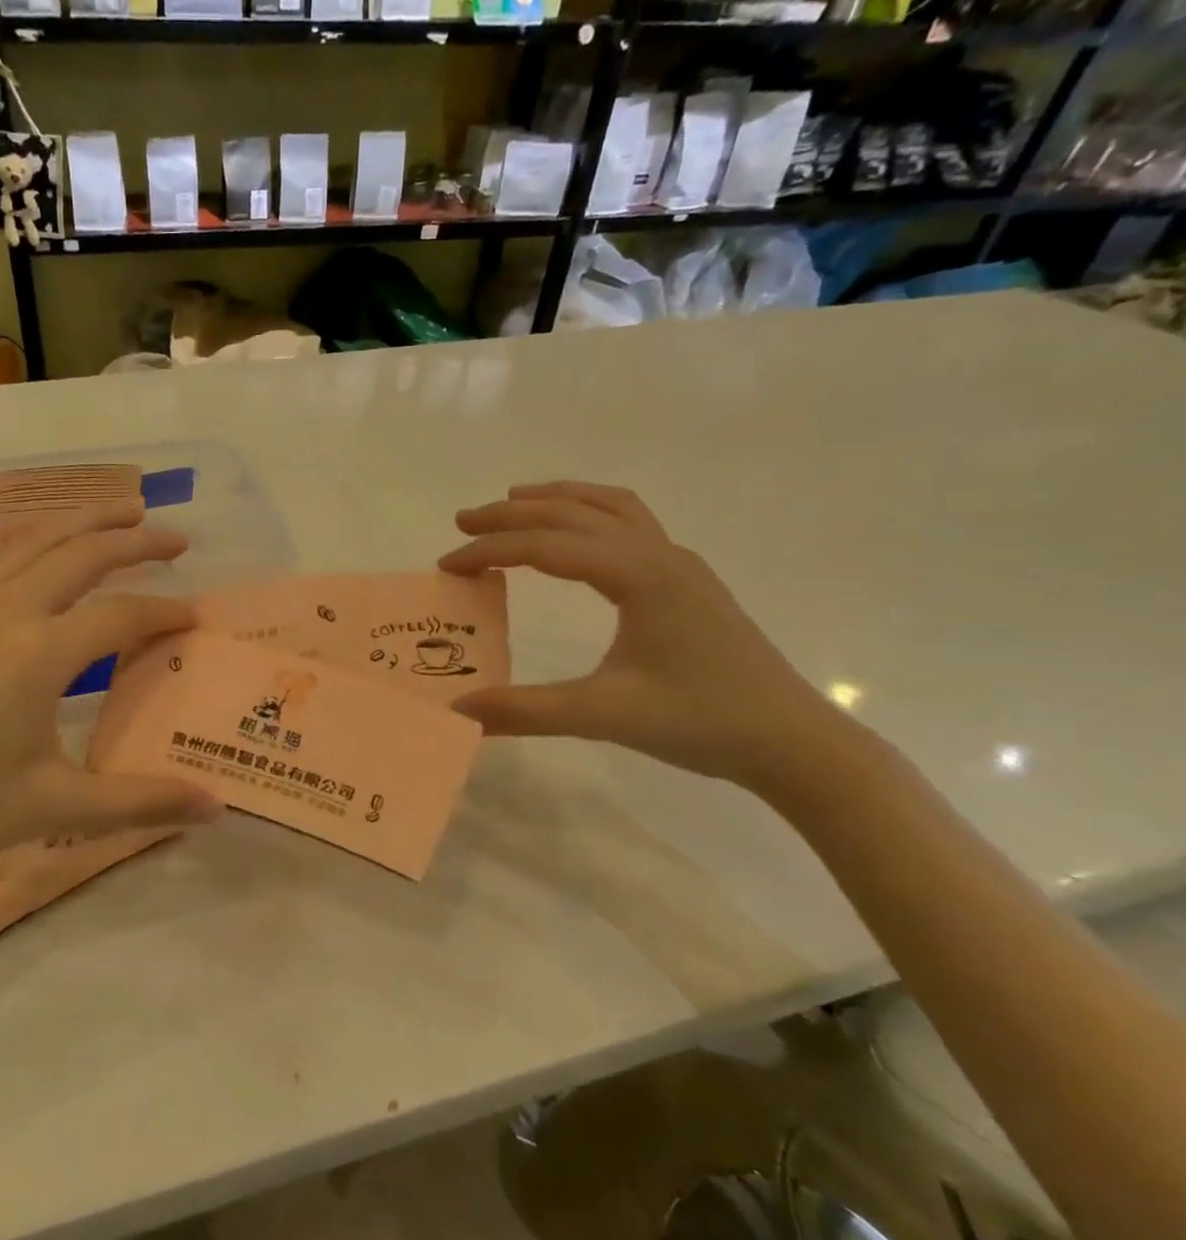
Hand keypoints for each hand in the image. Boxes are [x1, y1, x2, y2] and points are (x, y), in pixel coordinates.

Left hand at [0, 505, 222, 903]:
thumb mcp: (53, 808)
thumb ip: (139, 801)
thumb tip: (214, 807)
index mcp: (37, 655)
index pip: (121, 615)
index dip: (165, 612)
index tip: (197, 616)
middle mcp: (4, 613)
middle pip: (81, 553)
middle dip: (136, 540)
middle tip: (178, 538)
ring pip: (36, 541)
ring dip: (85, 520)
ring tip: (125, 510)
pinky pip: (1, 556)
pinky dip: (39, 538)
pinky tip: (46, 548)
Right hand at [439, 482, 851, 788]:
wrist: (791, 740)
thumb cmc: (701, 722)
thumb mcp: (604, 716)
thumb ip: (526, 710)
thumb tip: (458, 708)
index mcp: (639, 575)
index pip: (547, 545)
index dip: (490, 550)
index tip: (447, 564)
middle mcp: (658, 554)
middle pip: (573, 512)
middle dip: (512, 513)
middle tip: (462, 521)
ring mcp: (677, 562)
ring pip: (607, 506)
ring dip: (555, 500)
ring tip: (512, 502)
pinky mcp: (685, 579)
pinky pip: (630, 522)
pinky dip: (590, 512)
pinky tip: (575, 534)